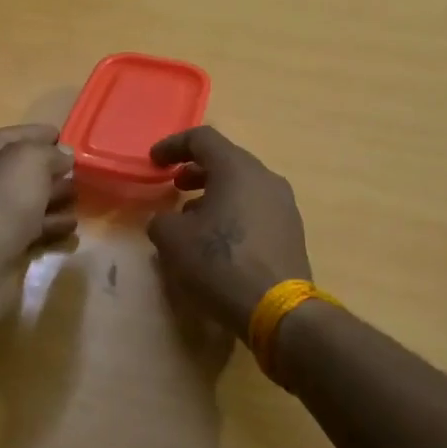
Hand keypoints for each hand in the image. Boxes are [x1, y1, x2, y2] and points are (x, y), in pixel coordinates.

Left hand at [0, 124, 76, 264]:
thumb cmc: (1, 200)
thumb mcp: (29, 160)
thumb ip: (50, 152)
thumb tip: (63, 155)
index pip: (16, 134)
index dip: (42, 134)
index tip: (69, 139)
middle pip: (23, 169)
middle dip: (52, 169)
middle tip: (81, 171)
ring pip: (29, 199)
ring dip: (55, 197)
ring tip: (80, 197)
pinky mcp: (1, 243)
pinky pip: (32, 227)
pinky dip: (51, 224)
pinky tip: (71, 225)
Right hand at [146, 126, 311, 337]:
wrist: (277, 308)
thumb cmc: (220, 263)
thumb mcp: (173, 240)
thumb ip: (162, 220)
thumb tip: (168, 221)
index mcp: (237, 168)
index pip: (203, 138)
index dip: (173, 145)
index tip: (154, 161)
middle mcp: (265, 178)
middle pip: (227, 160)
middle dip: (196, 170)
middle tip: (174, 185)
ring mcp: (284, 204)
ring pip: (243, 186)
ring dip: (215, 194)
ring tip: (193, 217)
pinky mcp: (291, 231)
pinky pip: (256, 209)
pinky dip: (233, 213)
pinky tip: (219, 239)